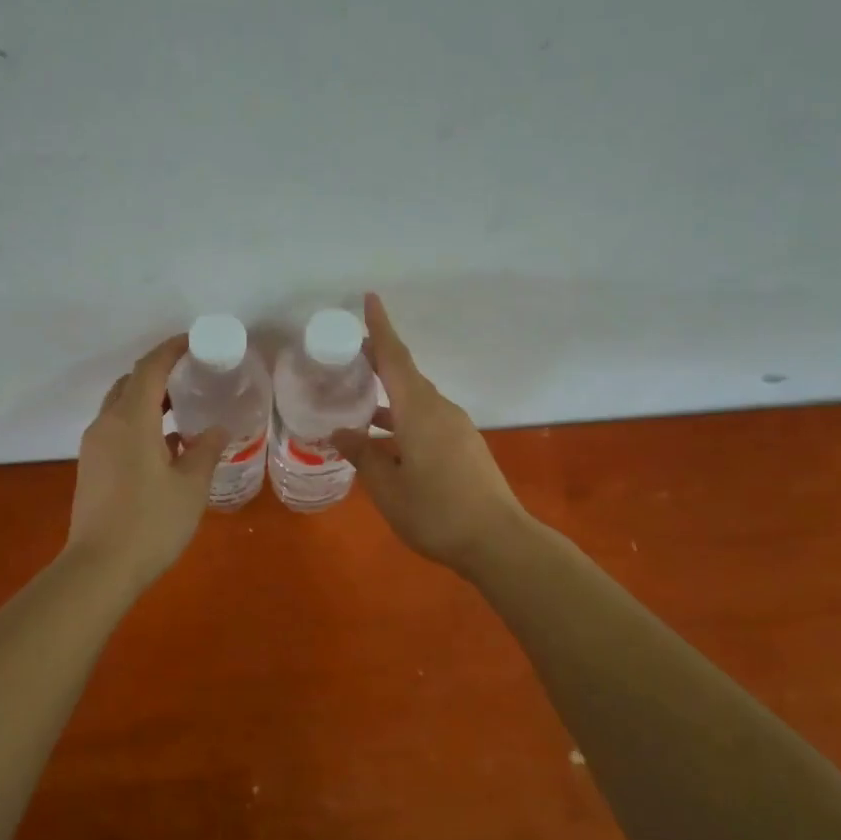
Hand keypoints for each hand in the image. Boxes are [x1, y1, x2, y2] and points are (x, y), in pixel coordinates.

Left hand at [65, 335, 228, 588]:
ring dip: (148, 400)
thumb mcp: (191, 486)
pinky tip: (164, 445)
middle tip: (192, 377)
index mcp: (131, 420)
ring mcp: (94, 446)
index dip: (171, 350)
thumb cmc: (151, 523)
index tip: (195, 343)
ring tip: (181, 410)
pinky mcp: (91, 467)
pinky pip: (115, 429)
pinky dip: (138, 423)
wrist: (99, 568)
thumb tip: (217, 428)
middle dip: (159, 373)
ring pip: (120, 407)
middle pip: (131, 383)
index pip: (150, 368)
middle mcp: (107, 424)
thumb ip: (206, 450)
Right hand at [332, 293, 533, 576]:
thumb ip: (363, 454)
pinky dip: (402, 419)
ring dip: (388, 397)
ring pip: (416, 401)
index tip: (369, 298)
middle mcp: (440, 410)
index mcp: (419, 411)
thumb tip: (341, 432)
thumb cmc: (436, 512)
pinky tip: (385, 441)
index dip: (380, 328)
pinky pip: (427, 420)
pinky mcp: (464, 447)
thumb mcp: (388, 488)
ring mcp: (456, 429)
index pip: (395, 358)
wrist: (498, 541)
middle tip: (346, 356)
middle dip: (378, 362)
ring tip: (356, 402)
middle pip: (406, 375)